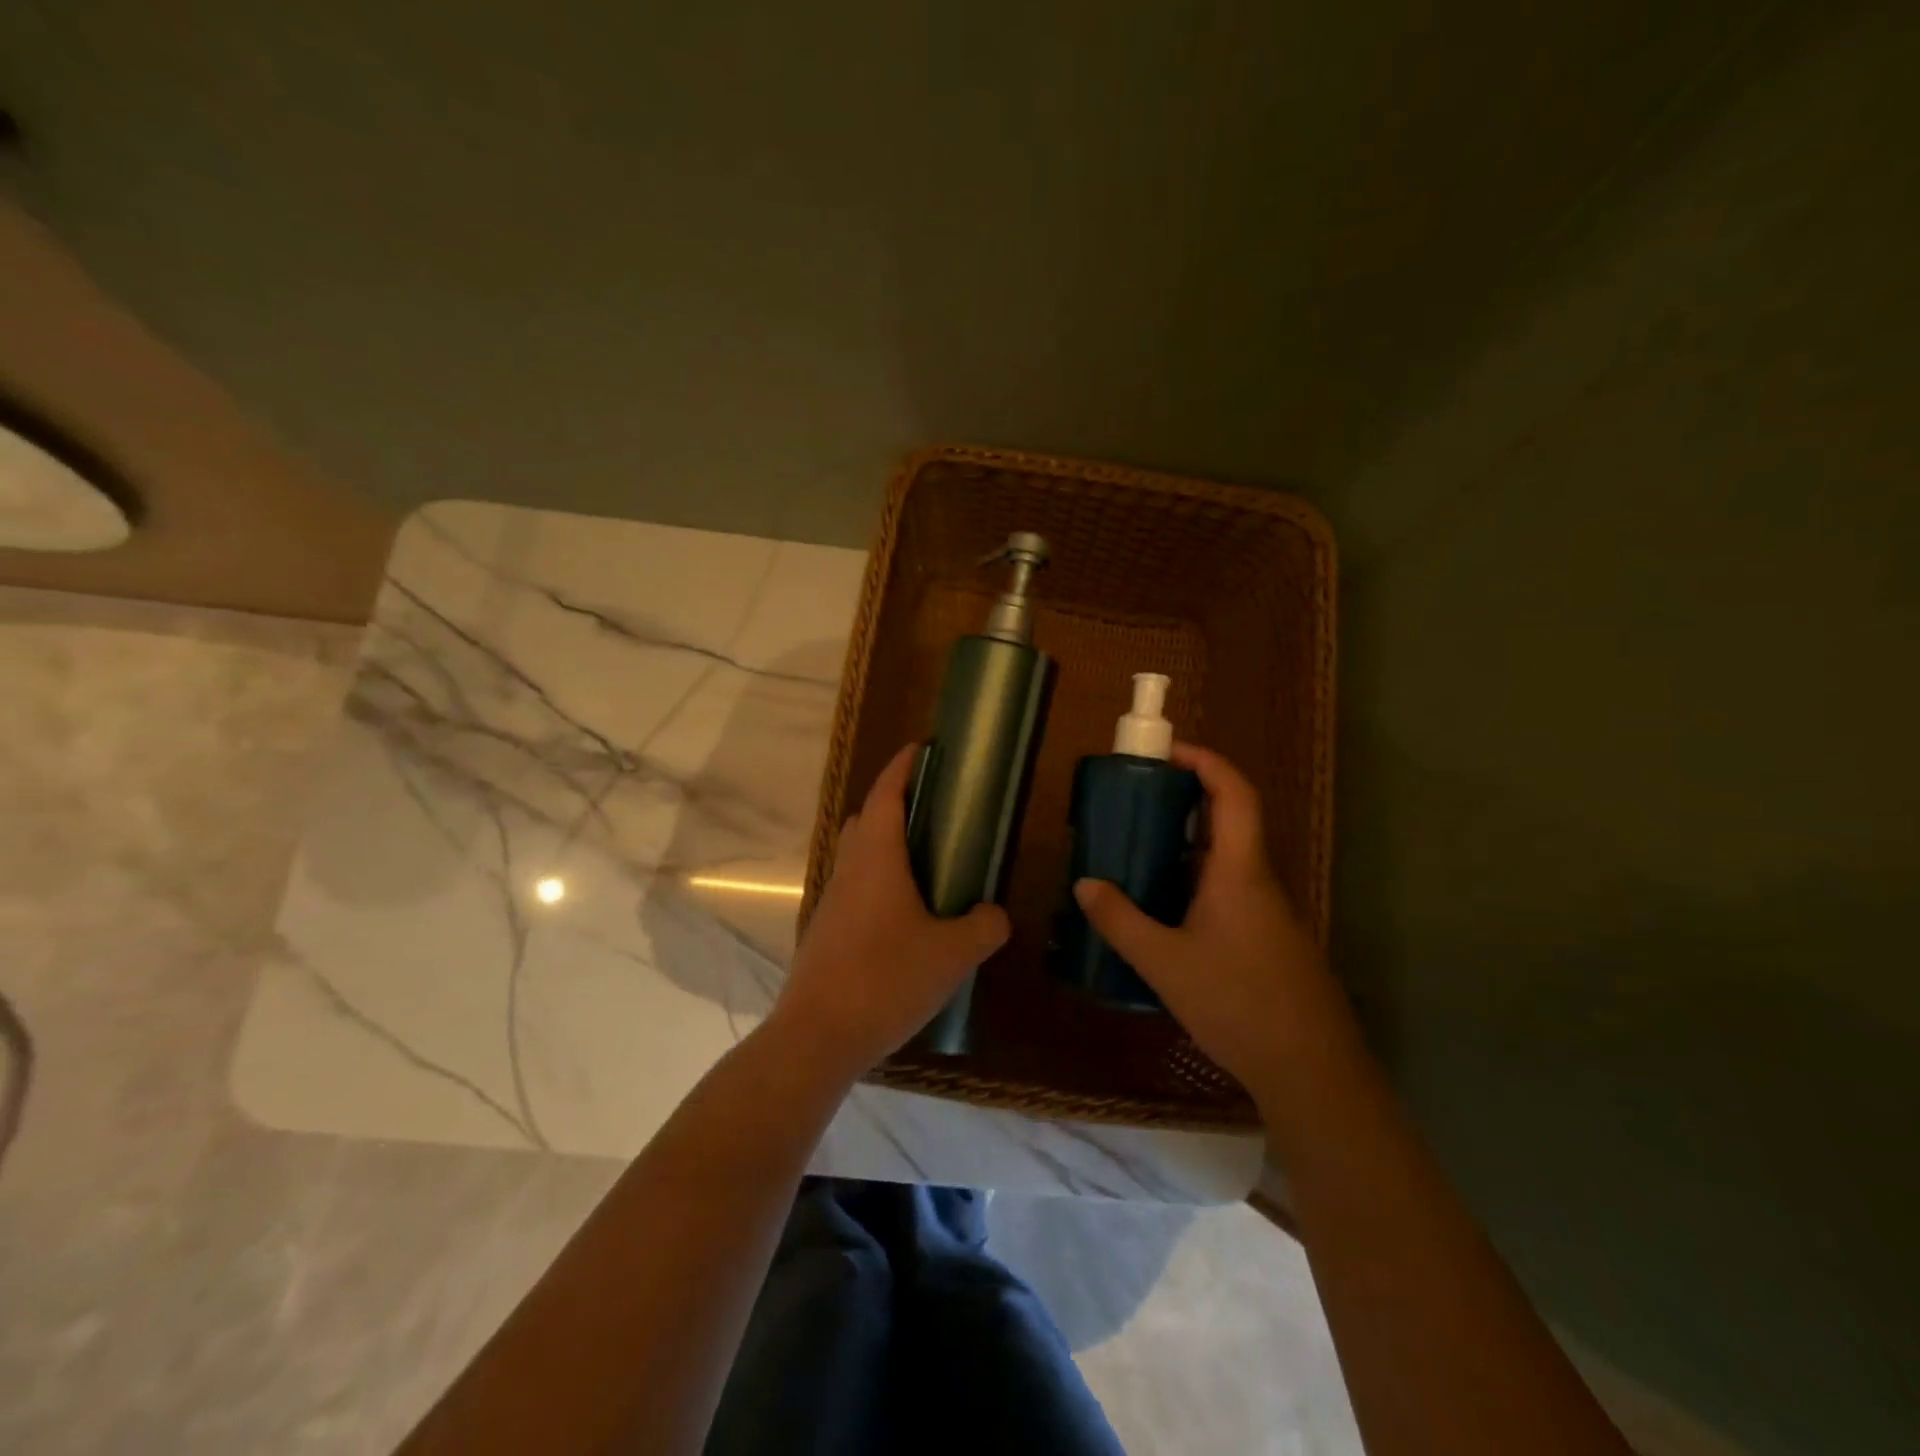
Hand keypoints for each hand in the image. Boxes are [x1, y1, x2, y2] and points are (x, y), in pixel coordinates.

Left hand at [766, 744, 1009, 1079]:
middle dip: (895, 805)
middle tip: (935, 814)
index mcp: (877, 858)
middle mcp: (849, 869)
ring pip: (858, 856)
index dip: (903, 767)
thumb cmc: (886, 979)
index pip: (887, 794)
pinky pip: (854, 889)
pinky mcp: (825, 931)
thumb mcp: (952, 954)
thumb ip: (983, 926)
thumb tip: (996, 914)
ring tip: (926, 867)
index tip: (922, 749)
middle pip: (867, 820)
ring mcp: (832, 901)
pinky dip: (877, 884)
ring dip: (885, 847)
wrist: (818, 1035)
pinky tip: (904, 917)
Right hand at [1072, 743, 1348, 1108]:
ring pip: (1226, 862)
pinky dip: (1195, 883)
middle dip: (1185, 802)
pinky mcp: (1268, 941)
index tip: (1168, 752)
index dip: (1206, 762)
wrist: (1311, 1070)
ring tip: (1139, 853)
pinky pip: (1228, 893)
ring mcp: (1268, 913)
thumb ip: (1120, 921)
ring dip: (1187, 847)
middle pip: (1229, 822)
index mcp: (1239, 872)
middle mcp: (1258, 882)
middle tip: (1137, 802)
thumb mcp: (1165, 963)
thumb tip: (1084, 885)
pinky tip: (1164, 914)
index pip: (1233, 794)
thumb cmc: (1238, 1003)